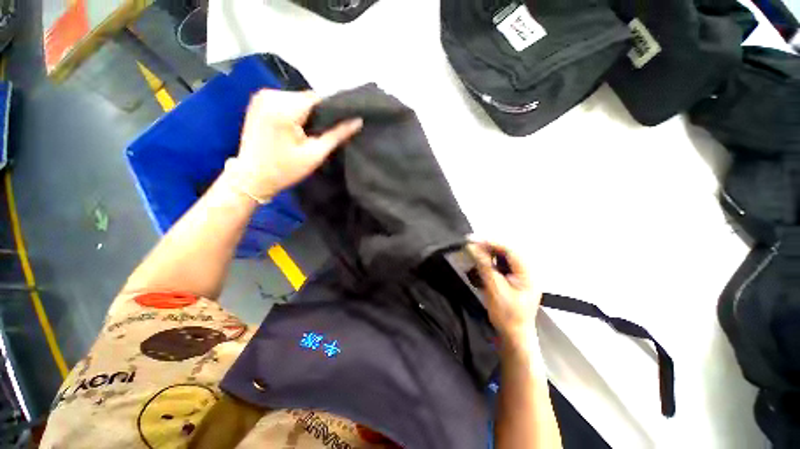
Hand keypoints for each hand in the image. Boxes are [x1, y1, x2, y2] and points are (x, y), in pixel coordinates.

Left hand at [233, 89, 362, 199]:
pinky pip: (286, 101)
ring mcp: (261, 96)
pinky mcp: (258, 102)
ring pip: (298, 99)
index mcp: (283, 107)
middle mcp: (270, 94)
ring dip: (307, 113)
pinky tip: (296, 128)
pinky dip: (295, 112)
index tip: (338, 126)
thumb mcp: (315, 154)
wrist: (252, 177)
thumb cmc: (285, 169)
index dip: (332, 111)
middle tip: (322, 134)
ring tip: (309, 133)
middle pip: (307, 98)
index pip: (318, 98)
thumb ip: (337, 135)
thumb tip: (358, 120)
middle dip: (318, 113)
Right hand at [470, 242, 542, 343]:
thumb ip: (485, 266)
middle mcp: (526, 270)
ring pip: (503, 256)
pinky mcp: (514, 278)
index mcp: (527, 273)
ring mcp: (520, 274)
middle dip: (488, 246)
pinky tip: (480, 263)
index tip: (473, 240)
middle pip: (506, 250)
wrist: (515, 336)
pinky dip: (489, 261)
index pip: (509, 249)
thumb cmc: (507, 316)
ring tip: (474, 252)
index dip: (491, 242)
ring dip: (488, 253)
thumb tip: (473, 247)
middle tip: (471, 244)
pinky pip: (501, 264)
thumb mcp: (495, 289)